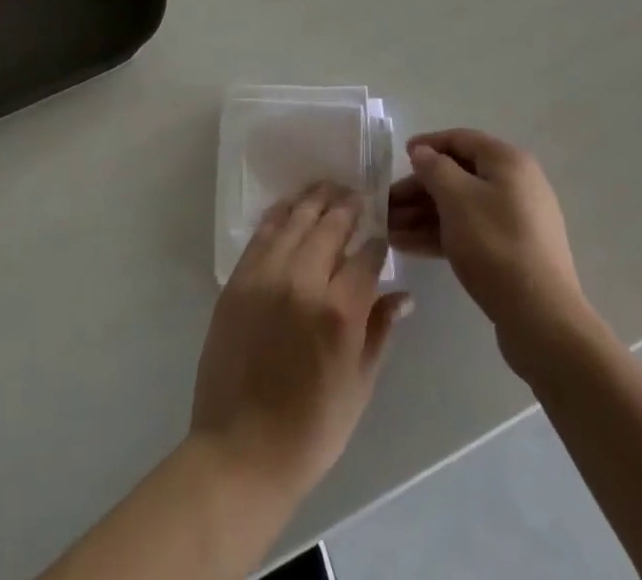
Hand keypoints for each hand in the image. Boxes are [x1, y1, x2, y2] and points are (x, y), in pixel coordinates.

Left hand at [190, 184, 411, 501]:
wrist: (239, 453)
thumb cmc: (310, 431)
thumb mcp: (359, 387)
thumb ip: (380, 331)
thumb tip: (403, 296)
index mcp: (338, 312)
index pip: (367, 255)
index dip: (378, 241)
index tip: (382, 234)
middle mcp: (302, 281)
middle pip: (330, 224)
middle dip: (348, 206)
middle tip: (358, 196)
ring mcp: (265, 276)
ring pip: (295, 218)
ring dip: (315, 199)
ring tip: (329, 189)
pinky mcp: (237, 280)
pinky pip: (263, 234)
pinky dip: (280, 215)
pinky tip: (291, 207)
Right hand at [388, 129, 591, 368]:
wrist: (541, 317)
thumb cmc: (494, 244)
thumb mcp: (456, 198)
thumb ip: (434, 168)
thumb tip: (422, 152)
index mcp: (507, 161)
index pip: (461, 139)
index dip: (428, 144)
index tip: (399, 156)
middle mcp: (515, 184)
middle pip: (458, 176)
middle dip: (418, 190)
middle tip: (385, 206)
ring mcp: (515, 219)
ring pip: (460, 207)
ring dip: (422, 215)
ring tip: (387, 230)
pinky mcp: (511, 251)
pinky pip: (469, 231)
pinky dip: (439, 234)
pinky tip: (407, 246)